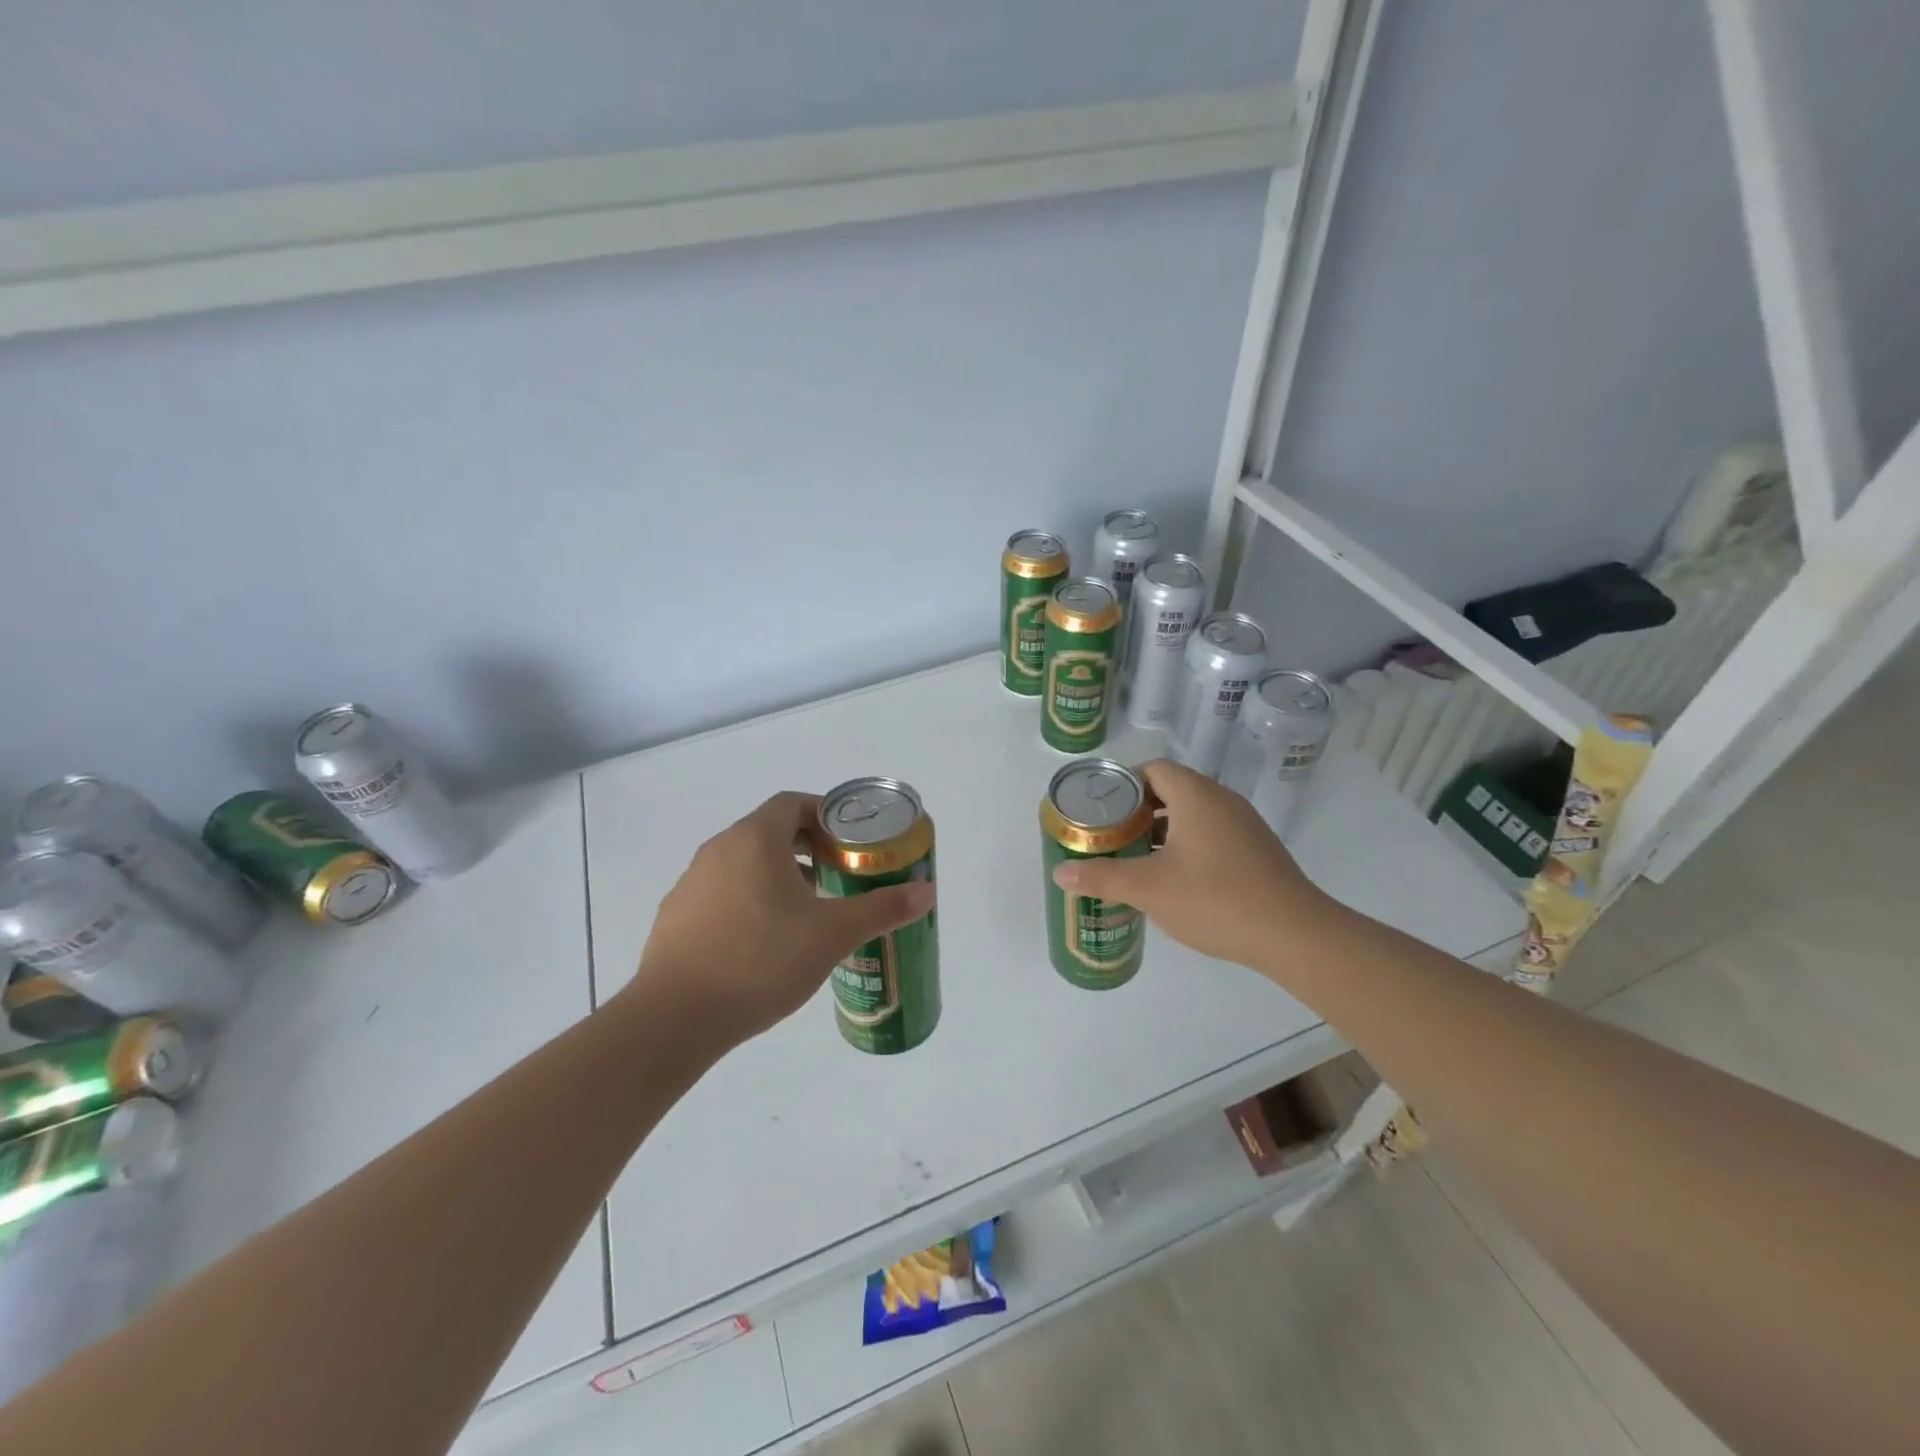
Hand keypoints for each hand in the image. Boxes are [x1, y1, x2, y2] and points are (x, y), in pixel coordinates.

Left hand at [628, 791, 934, 1048]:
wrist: (676, 1017)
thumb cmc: (762, 960)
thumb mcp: (833, 934)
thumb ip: (882, 909)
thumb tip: (928, 892)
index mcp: (755, 839)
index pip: (792, 804)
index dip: (823, 815)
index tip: (848, 841)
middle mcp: (719, 849)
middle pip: (768, 831)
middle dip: (806, 848)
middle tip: (836, 876)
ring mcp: (691, 882)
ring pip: (743, 863)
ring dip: (776, 875)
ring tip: (804, 912)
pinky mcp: (675, 915)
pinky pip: (720, 892)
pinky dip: (747, 900)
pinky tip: (761, 942)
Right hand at [1050, 759, 1333, 973]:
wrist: (1294, 934)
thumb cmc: (1214, 899)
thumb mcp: (1148, 889)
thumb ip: (1102, 877)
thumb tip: (1060, 873)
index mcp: (1196, 795)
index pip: (1152, 769)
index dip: (1123, 784)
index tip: (1101, 811)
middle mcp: (1221, 800)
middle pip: (1172, 789)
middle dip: (1138, 809)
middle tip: (1112, 836)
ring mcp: (1244, 825)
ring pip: (1193, 813)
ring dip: (1163, 829)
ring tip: (1137, 858)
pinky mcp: (1257, 849)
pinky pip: (1212, 832)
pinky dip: (1188, 844)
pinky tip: (1176, 879)